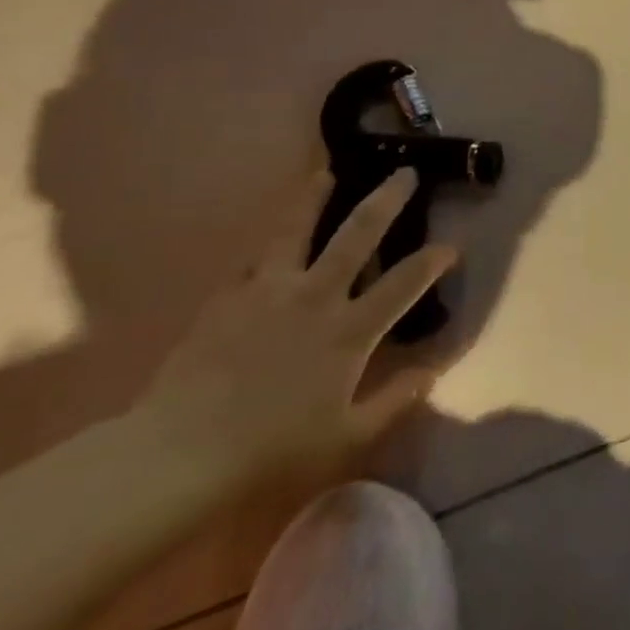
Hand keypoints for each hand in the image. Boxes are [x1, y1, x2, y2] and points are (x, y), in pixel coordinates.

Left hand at [138, 170, 458, 491]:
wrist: (178, 457)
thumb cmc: (272, 452)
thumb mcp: (348, 439)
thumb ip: (396, 400)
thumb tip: (435, 370)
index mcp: (349, 331)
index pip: (404, 284)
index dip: (433, 261)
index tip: (451, 246)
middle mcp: (315, 297)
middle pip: (358, 234)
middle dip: (386, 199)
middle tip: (404, 172)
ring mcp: (268, 292)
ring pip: (296, 229)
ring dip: (314, 197)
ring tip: (325, 173)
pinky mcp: (227, 299)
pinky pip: (253, 262)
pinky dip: (267, 248)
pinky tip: (268, 244)